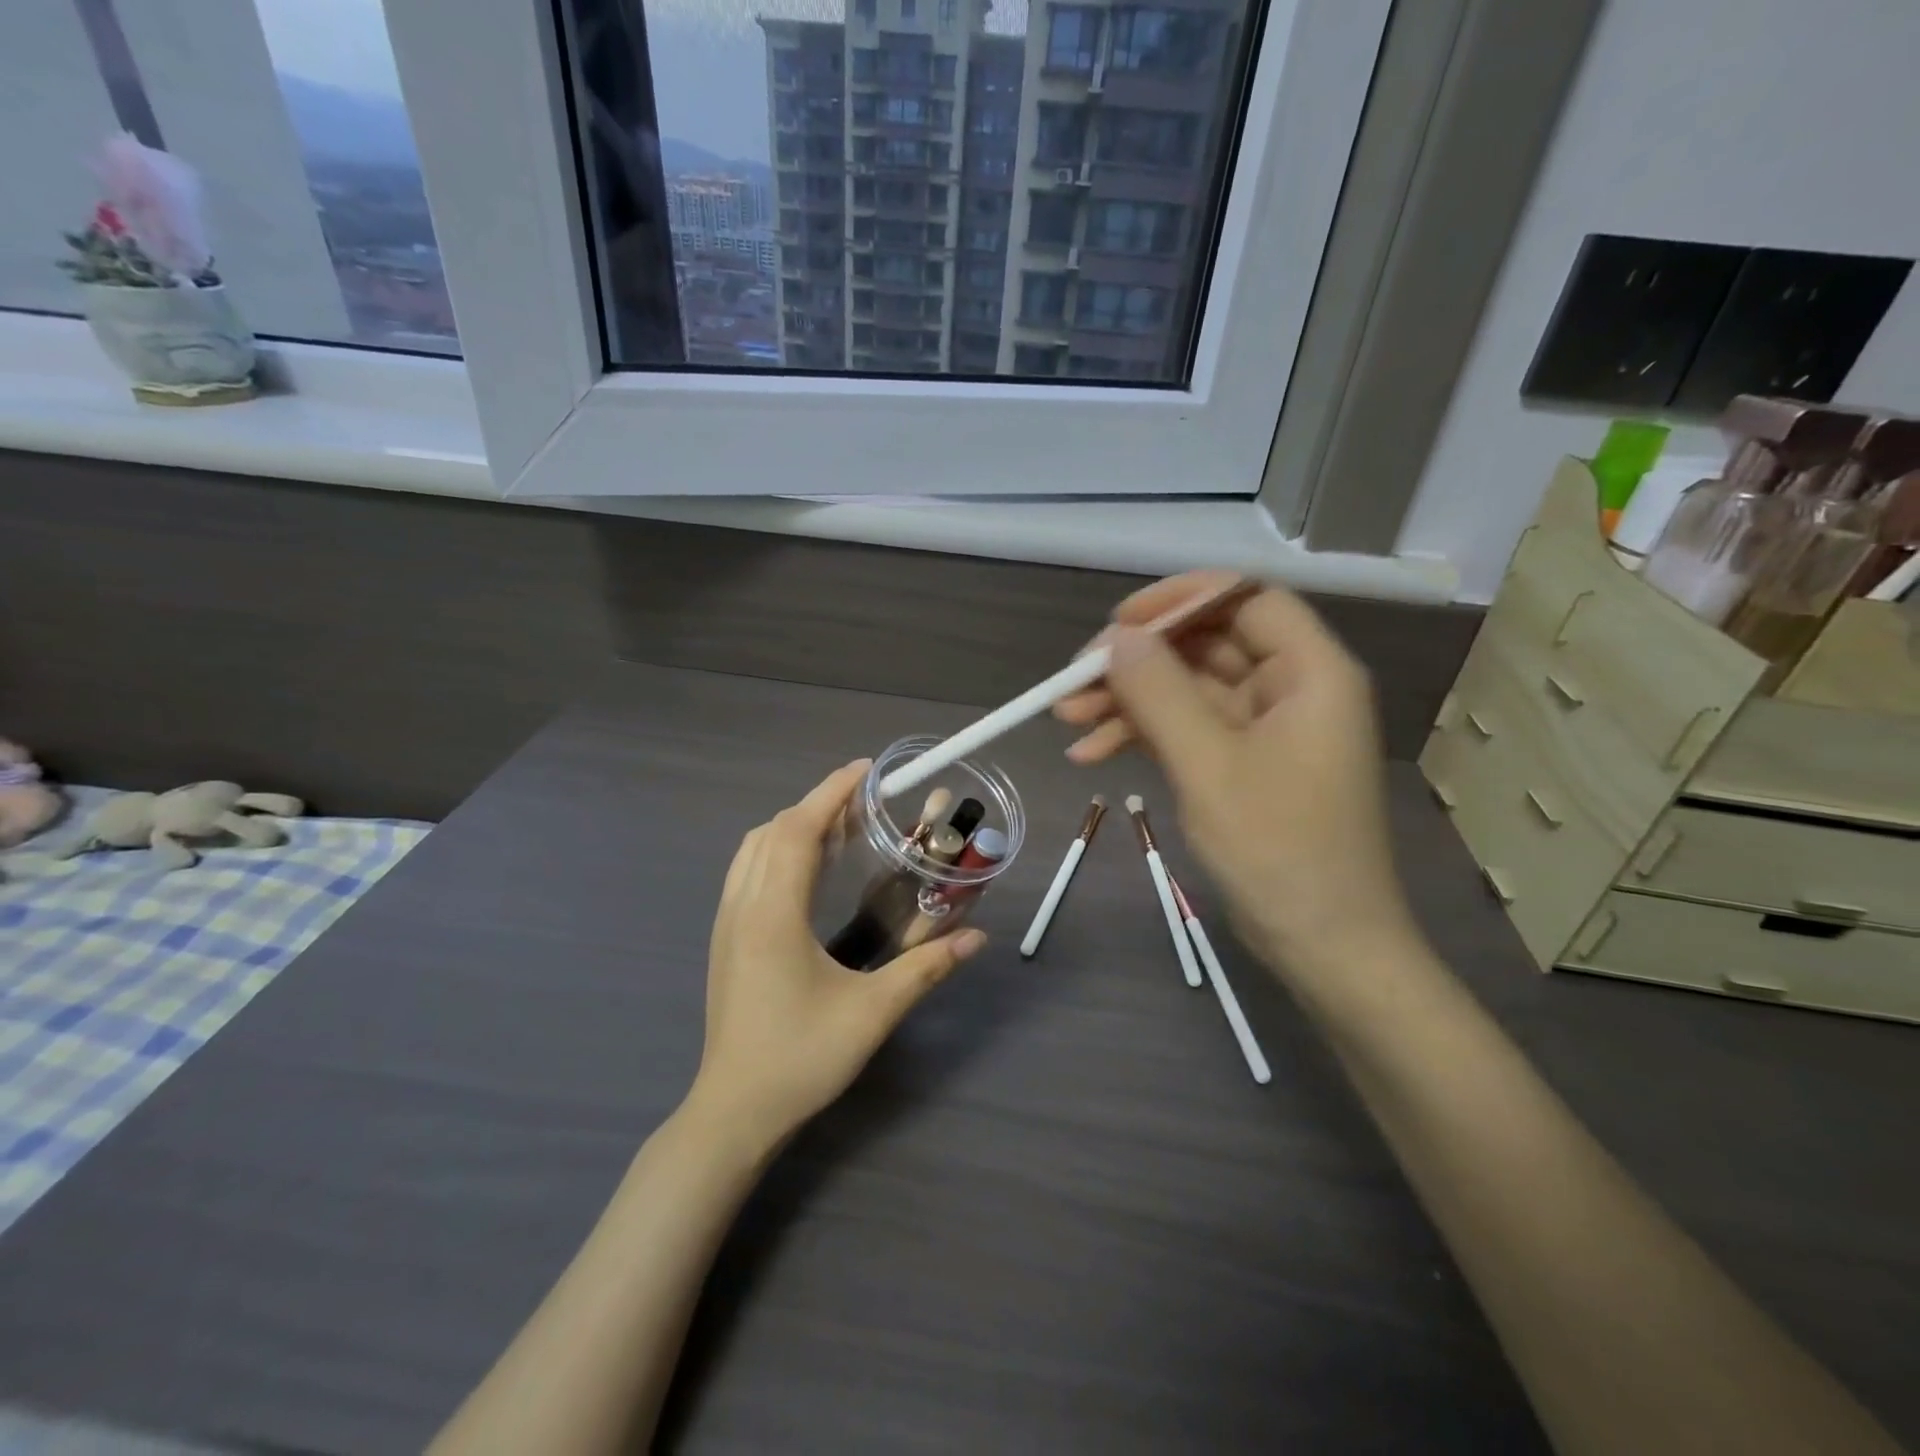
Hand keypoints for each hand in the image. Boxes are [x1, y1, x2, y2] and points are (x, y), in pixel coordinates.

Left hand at [692, 761, 986, 1149]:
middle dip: (819, 804)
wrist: (735, 1111)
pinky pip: (746, 871)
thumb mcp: (873, 1013)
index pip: (799, 830)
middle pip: (774, 830)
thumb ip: (927, 970)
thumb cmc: (802, 1058)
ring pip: (754, 848)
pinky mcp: (724, 940)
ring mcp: (726, 922)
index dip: (832, 792)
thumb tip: (976, 937)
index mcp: (774, 913)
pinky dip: (777, 851)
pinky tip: (808, 873)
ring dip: (794, 826)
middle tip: (866, 804)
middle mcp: (743, 906)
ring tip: (840, 830)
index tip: (866, 771)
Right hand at [1056, 572, 1415, 972]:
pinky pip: (1187, 730)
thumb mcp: (1209, 765)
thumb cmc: (1279, 850)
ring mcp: (1266, 730)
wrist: (1323, 945)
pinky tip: (1090, 753)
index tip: (1118, 622)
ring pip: (1188, 690)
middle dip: (1138, 661)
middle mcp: (1292, 689)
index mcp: (1310, 672)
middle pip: (1206, 645)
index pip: (1245, 599)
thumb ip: (1160, 693)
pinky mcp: (1243, 765)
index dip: (1180, 600)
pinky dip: (1143, 736)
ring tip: (1066, 719)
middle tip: (1074, 680)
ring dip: (1129, 701)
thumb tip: (1116, 638)